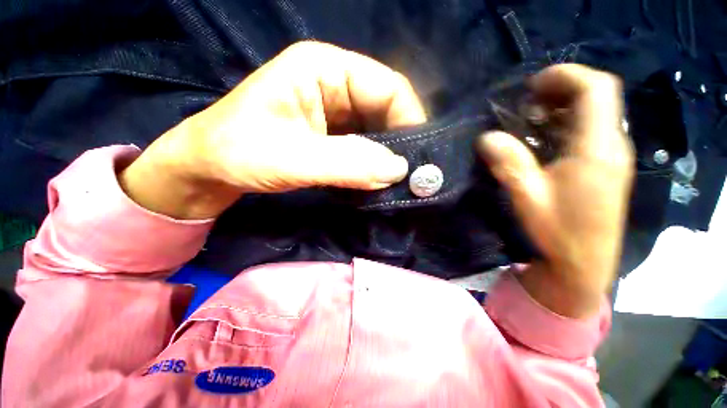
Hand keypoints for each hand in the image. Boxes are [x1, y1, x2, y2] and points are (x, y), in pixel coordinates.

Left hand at [120, 41, 425, 218]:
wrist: (210, 168)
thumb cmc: (238, 153)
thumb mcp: (292, 158)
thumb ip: (347, 164)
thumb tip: (398, 171)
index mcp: (324, 69)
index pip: (387, 87)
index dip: (410, 119)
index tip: (418, 158)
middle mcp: (335, 85)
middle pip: (385, 110)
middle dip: (400, 143)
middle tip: (412, 176)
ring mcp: (335, 113)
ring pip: (377, 132)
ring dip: (387, 157)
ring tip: (397, 181)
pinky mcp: (332, 137)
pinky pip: (365, 148)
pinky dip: (373, 165)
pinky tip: (375, 181)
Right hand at [479, 64, 633, 317]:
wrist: (585, 264)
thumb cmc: (559, 232)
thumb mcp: (528, 197)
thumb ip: (509, 164)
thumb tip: (486, 137)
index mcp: (597, 149)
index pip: (595, 90)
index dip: (566, 76)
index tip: (532, 85)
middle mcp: (611, 146)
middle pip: (597, 97)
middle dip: (561, 89)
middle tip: (526, 102)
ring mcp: (611, 157)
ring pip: (594, 114)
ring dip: (562, 108)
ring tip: (530, 120)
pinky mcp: (604, 167)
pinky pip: (590, 132)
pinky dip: (565, 125)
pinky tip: (542, 140)